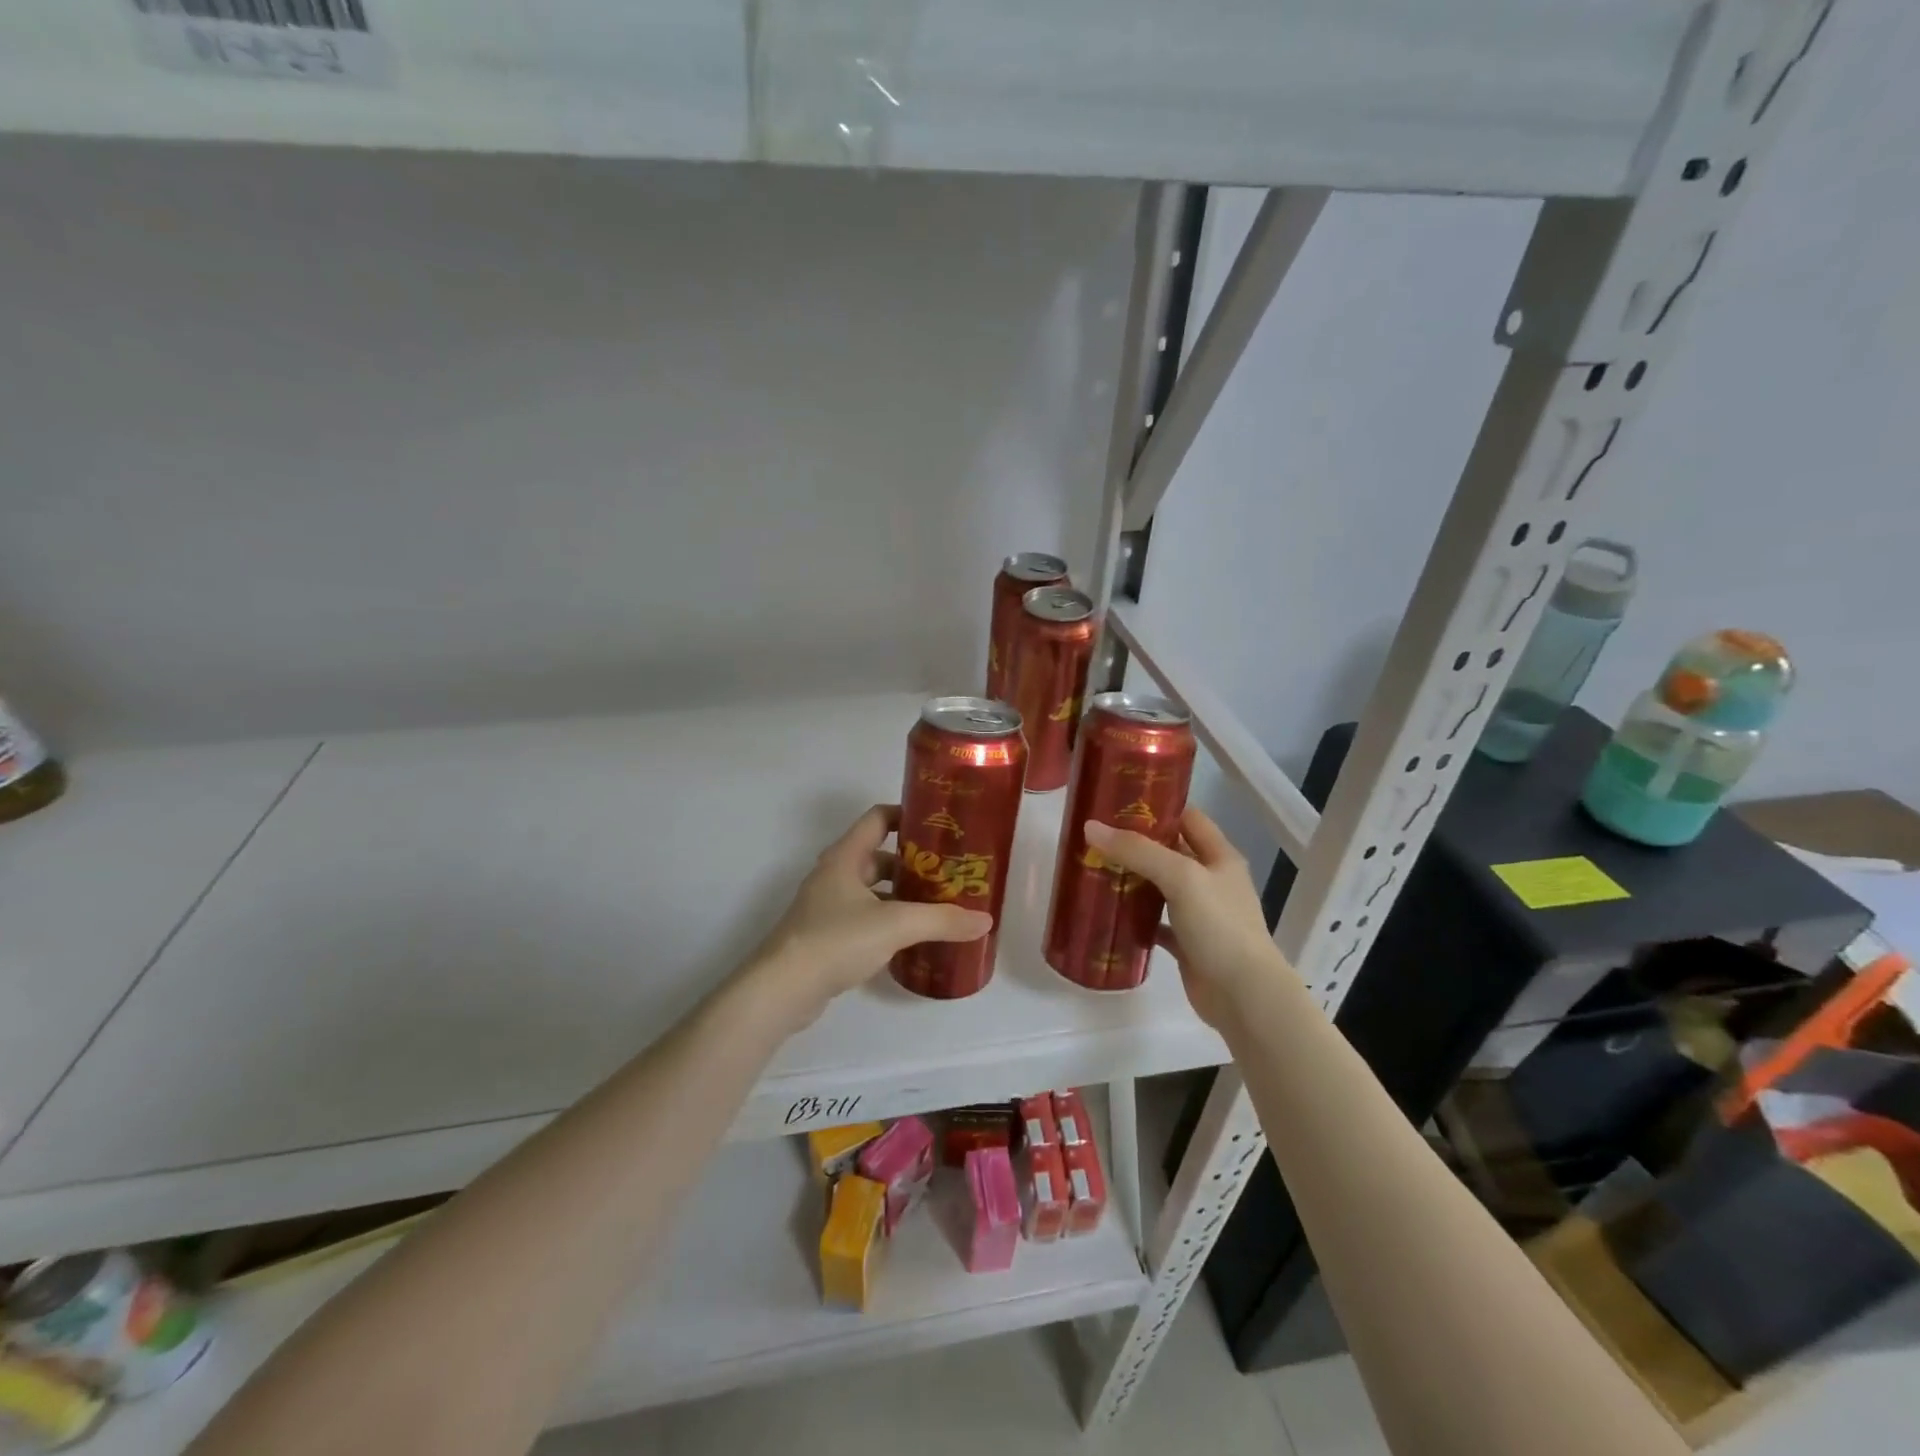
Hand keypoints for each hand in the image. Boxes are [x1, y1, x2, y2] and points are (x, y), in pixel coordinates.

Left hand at [746, 804, 991, 1025]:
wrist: (783, 989)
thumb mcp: (895, 925)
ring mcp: (827, 906)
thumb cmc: (836, 940)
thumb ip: (941, 920)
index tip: (940, 825)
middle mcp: (835, 874)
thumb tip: (985, 921)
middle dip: (914, 862)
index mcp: (845, 857)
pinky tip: (912, 938)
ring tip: (938, 905)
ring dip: (902, 894)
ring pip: (872, 889)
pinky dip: (888, 920)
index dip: (908, 815)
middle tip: (949, 872)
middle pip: (879, 855)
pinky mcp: (826, 936)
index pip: (878, 818)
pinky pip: (865, 917)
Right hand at [1083, 809, 1290, 1029]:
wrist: (1244, 996)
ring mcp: (1200, 914)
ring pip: (1160, 887)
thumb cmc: (1220, 927)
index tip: (1117, 803)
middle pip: (1170, 851)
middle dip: (1135, 844)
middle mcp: (1211, 880)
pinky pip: (1155, 922)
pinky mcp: (1186, 943)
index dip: (1157, 807)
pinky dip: (1135, 917)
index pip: (1188, 818)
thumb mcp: (1181, 877)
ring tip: (1093, 868)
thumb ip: (1137, 851)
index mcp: (1219, 857)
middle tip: (1095, 837)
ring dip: (1132, 879)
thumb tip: (1090, 827)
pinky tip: (1108, 912)